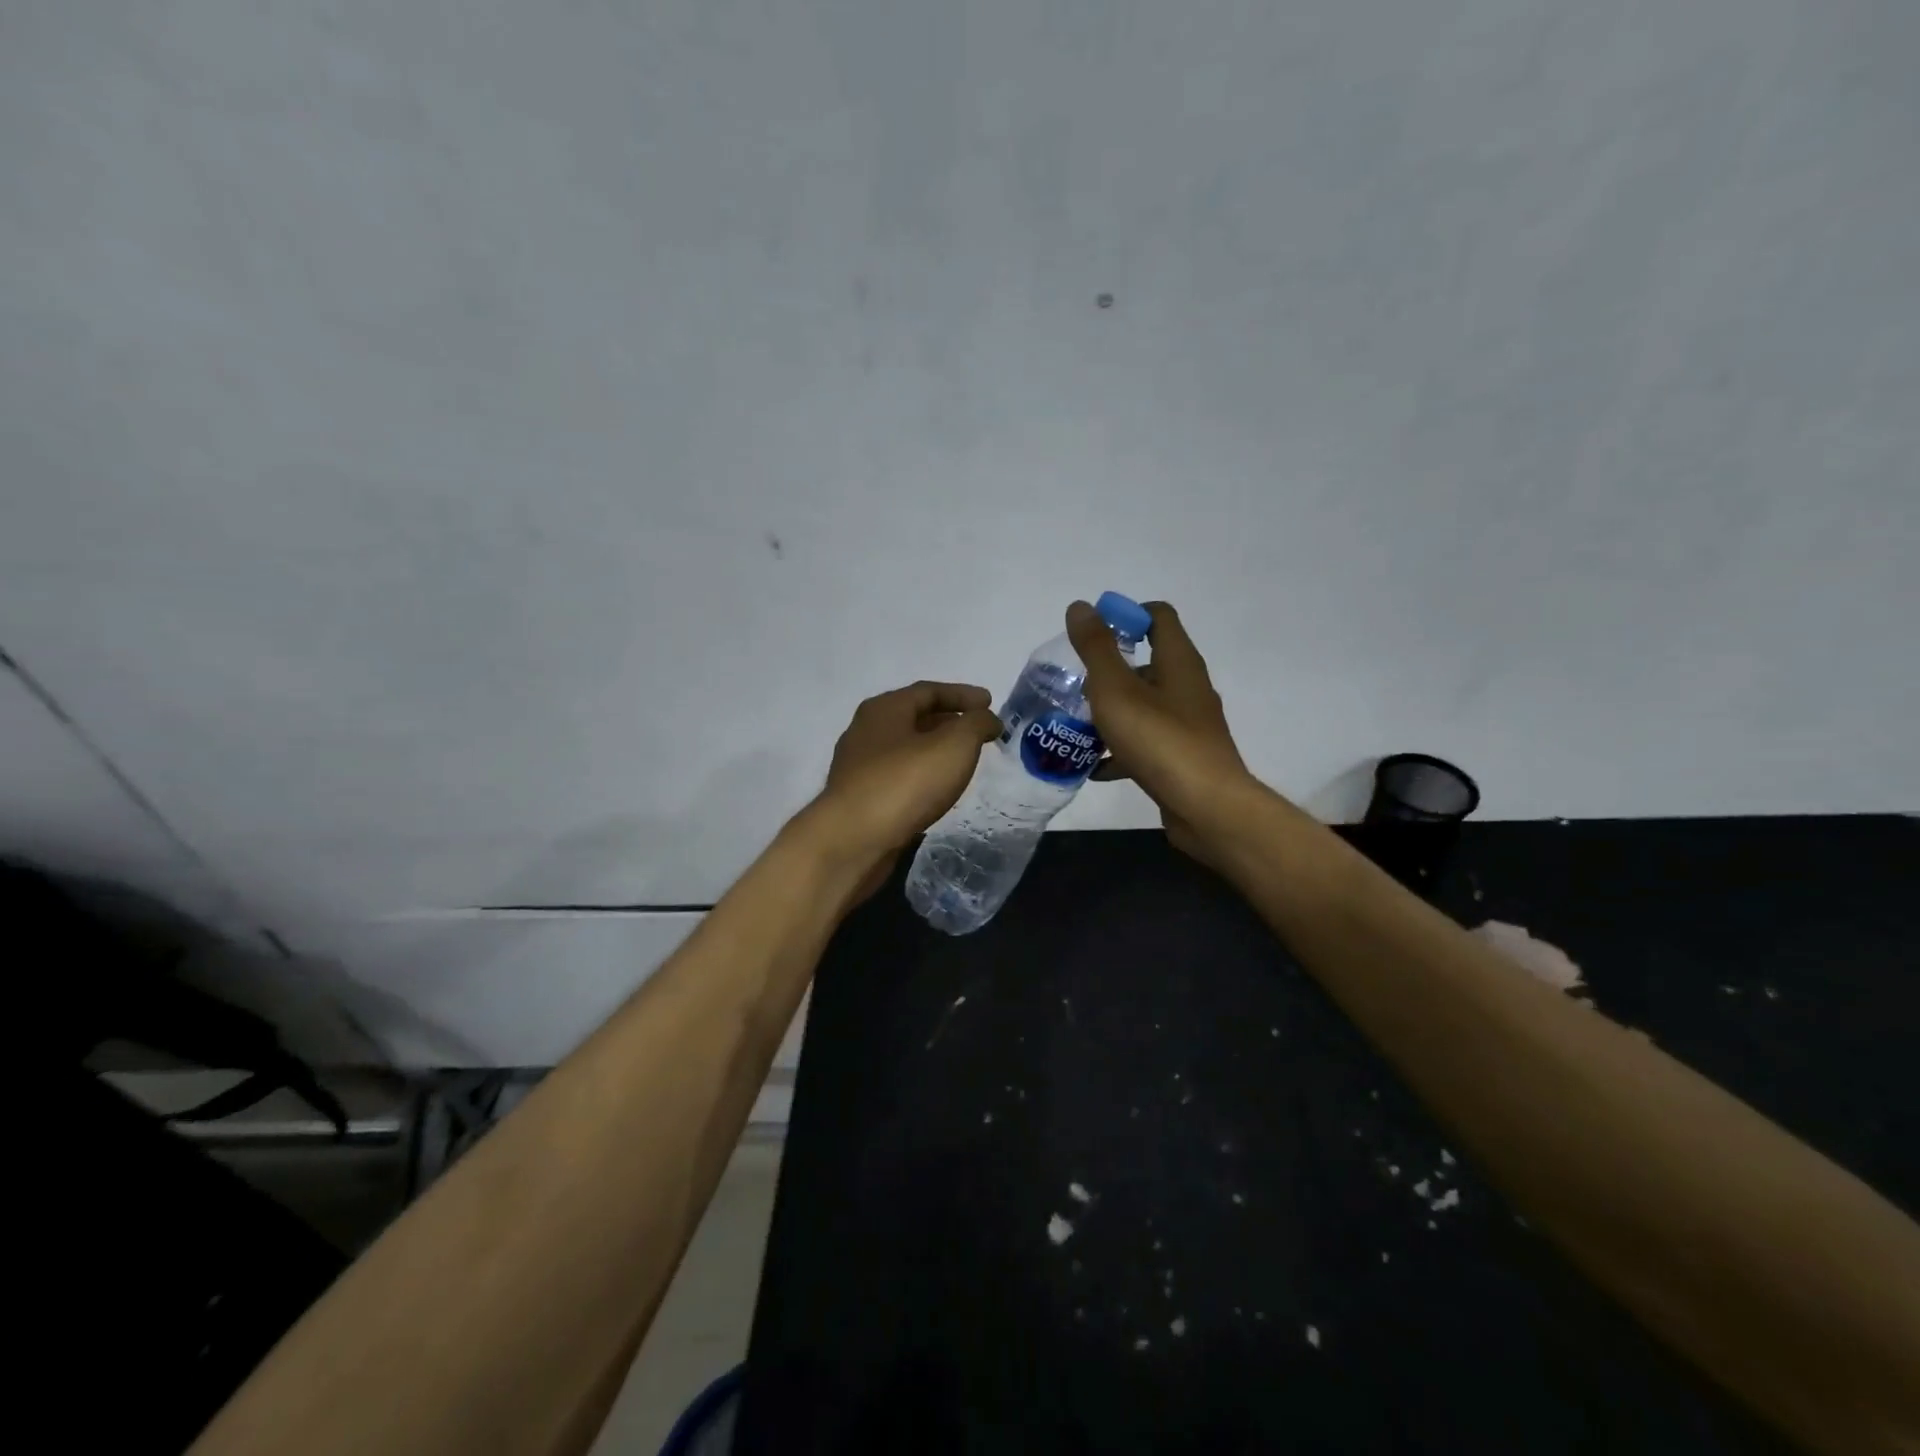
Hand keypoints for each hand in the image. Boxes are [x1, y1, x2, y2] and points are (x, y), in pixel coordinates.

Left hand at [811, 681, 1001, 898]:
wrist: (853, 841)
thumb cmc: (905, 783)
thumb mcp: (954, 745)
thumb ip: (976, 725)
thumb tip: (988, 720)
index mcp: (884, 709)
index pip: (928, 691)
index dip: (963, 694)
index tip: (990, 703)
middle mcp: (866, 731)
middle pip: (914, 717)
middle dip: (949, 721)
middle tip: (979, 732)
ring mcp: (859, 766)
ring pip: (905, 749)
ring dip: (935, 750)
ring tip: (963, 761)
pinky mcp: (860, 798)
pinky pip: (898, 776)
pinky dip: (922, 775)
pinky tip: (937, 790)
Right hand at [1067, 600, 1255, 864]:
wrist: (1206, 808)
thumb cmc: (1160, 741)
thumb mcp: (1116, 690)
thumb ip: (1097, 648)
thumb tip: (1081, 607)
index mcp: (1178, 662)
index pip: (1158, 617)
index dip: (1126, 615)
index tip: (1092, 634)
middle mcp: (1188, 687)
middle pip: (1147, 663)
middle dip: (1109, 670)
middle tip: (1075, 683)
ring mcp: (1188, 725)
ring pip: (1144, 706)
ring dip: (1111, 711)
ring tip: (1075, 723)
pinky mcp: (1183, 758)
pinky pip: (1146, 742)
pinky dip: (1120, 748)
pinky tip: (1093, 766)